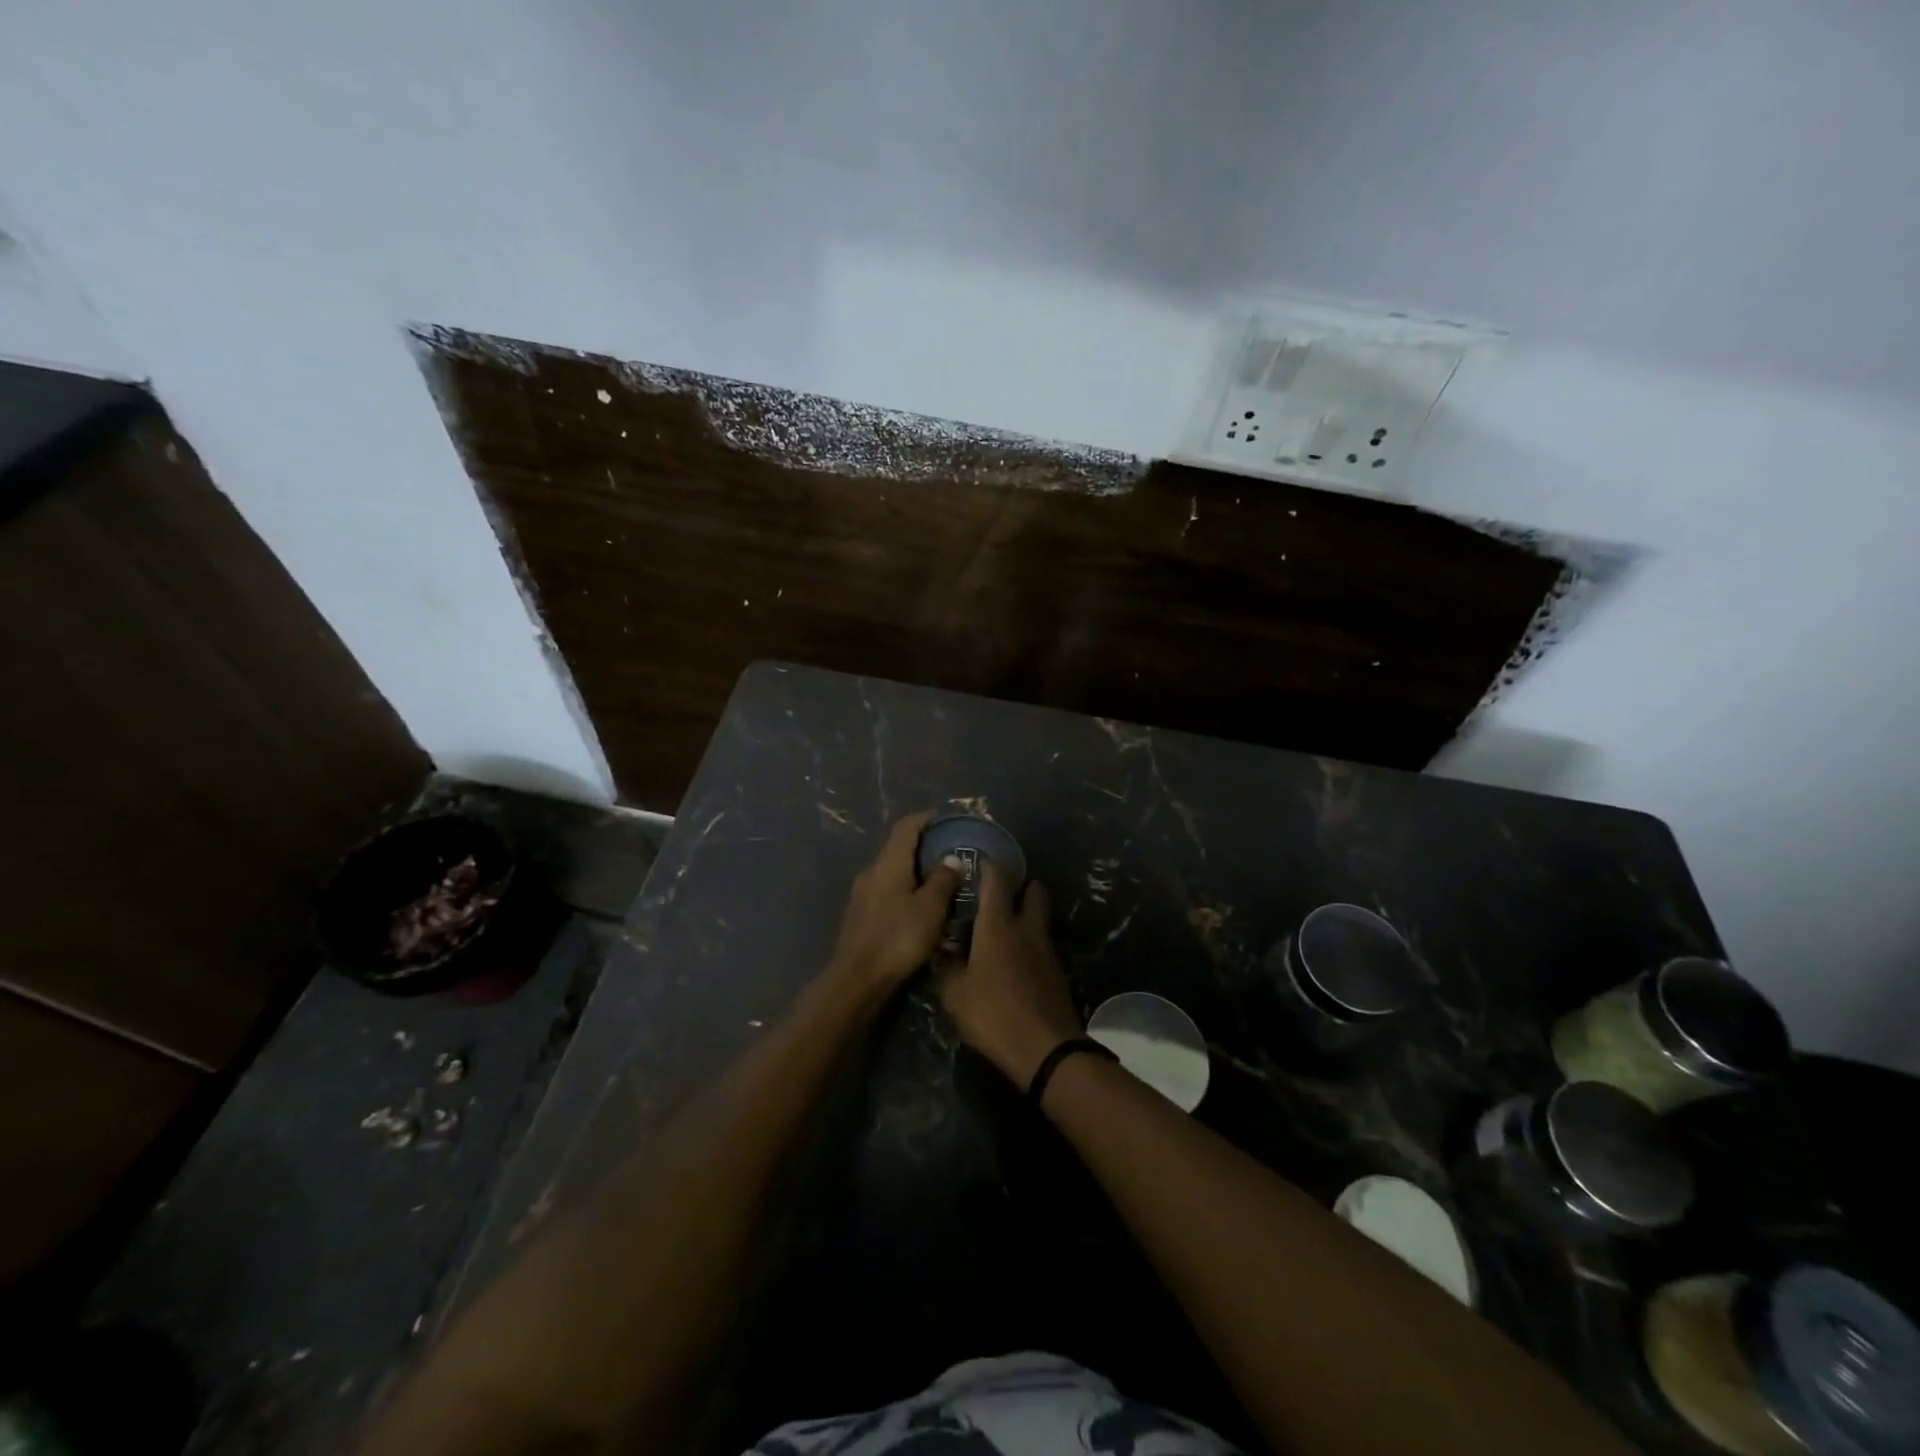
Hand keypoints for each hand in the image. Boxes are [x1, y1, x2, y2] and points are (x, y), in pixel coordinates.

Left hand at [827, 811, 961, 994]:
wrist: (858, 979)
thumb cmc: (898, 938)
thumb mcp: (931, 908)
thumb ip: (943, 880)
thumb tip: (950, 859)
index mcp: (888, 863)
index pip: (906, 826)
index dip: (926, 818)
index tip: (946, 819)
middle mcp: (871, 871)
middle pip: (898, 848)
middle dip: (923, 846)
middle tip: (951, 853)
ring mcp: (862, 894)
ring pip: (892, 871)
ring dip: (914, 871)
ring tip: (940, 882)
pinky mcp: (860, 915)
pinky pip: (886, 891)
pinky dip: (905, 890)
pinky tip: (920, 907)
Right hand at [938, 863, 1082, 1087]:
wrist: (1045, 1048)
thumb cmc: (993, 1014)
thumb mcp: (955, 994)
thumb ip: (948, 966)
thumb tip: (945, 950)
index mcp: (998, 925)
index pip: (996, 880)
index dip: (988, 866)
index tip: (979, 862)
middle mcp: (1026, 928)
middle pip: (1034, 891)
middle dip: (1022, 886)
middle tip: (1002, 894)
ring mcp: (1047, 949)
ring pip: (1041, 919)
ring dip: (1028, 916)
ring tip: (1006, 929)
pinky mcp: (1058, 971)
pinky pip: (1043, 945)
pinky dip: (1032, 944)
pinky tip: (1017, 961)